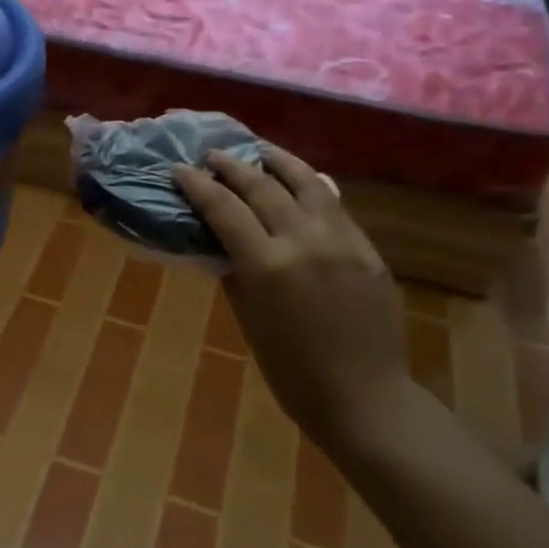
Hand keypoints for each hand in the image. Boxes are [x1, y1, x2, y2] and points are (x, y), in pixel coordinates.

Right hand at [174, 147, 410, 445]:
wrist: (364, 397)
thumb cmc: (292, 372)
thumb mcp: (250, 321)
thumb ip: (236, 273)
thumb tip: (223, 242)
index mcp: (268, 266)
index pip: (225, 209)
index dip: (198, 185)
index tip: (180, 170)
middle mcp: (305, 242)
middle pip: (263, 187)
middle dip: (232, 166)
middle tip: (212, 155)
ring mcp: (342, 241)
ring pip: (307, 183)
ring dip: (279, 161)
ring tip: (259, 150)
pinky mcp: (368, 249)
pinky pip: (335, 206)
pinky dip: (312, 187)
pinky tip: (302, 181)